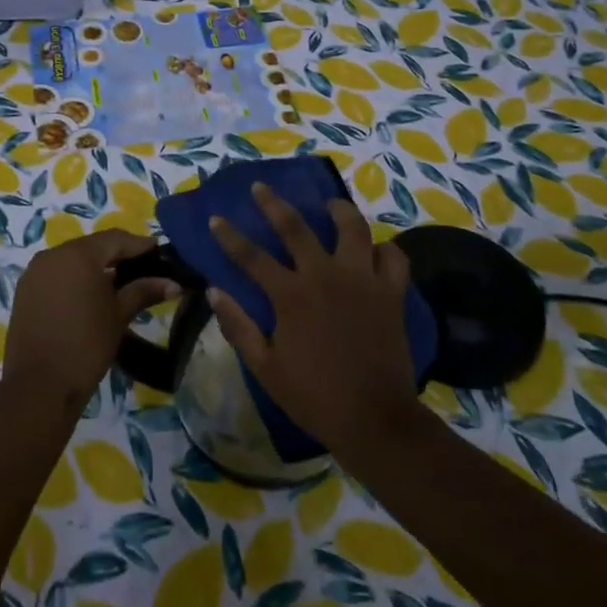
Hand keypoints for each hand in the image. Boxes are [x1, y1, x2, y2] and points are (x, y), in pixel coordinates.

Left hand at [2, 230, 180, 412]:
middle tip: (143, 267)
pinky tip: (90, 295)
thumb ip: (144, 291)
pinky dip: (75, 279)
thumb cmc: (86, 345)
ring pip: (72, 260)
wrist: (39, 386)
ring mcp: (34, 272)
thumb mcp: (119, 315)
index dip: (139, 245)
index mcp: (77, 254)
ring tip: (119, 283)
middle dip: (117, 255)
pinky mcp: (25, 291)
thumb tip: (174, 283)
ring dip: (95, 267)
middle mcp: (52, 255)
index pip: (115, 239)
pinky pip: (56, 274)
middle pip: (92, 247)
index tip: (160, 252)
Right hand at [207, 183, 420, 460]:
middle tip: (261, 187)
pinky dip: (383, 249)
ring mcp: (363, 281)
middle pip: (296, 227)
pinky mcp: (391, 293)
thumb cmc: (314, 396)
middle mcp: (325, 276)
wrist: (375, 419)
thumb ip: (238, 327)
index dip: (230, 236)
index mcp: (291, 295)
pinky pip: (393, 257)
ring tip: (328, 206)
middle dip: (274, 204)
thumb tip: (213, 292)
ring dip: (338, 210)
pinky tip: (373, 250)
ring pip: (352, 228)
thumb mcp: (265, 368)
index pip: (251, 256)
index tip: (216, 218)